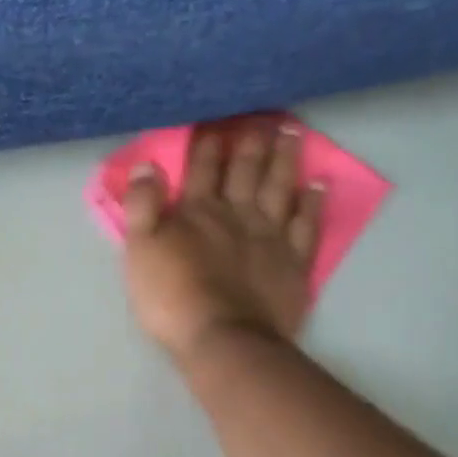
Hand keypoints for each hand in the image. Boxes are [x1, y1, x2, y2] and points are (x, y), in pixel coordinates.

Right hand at [120, 114, 325, 360]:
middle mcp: (237, 215)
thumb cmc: (172, 298)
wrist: (223, 339)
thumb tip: (147, 165)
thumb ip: (141, 207)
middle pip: (245, 171)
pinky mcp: (294, 263)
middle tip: (262, 117)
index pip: (201, 169)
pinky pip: (307, 225)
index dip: (206, 144)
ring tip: (292, 134)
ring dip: (284, 160)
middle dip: (251, 143)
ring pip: (279, 188)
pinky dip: (313, 203)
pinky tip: (317, 185)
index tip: (214, 120)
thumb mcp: (140, 252)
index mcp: (197, 212)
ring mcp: (271, 237)